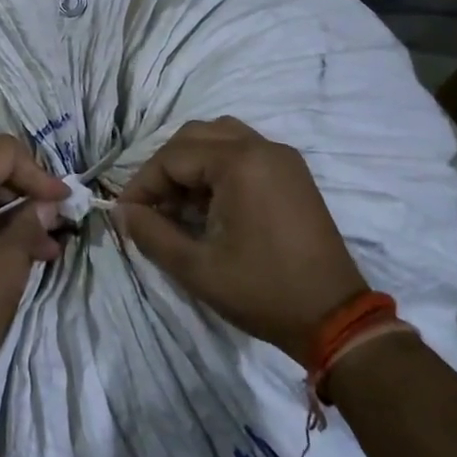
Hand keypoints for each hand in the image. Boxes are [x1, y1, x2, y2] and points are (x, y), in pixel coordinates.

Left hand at [0, 136, 70, 396]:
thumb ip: (29, 224)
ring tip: (42, 250)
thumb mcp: (7, 262)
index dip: (38, 174)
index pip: (2, 152)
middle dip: (23, 196)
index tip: (63, 201)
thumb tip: (46, 207)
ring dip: (5, 215)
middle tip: (54, 227)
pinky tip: (10, 254)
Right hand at [115, 117, 366, 357]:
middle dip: (165, 168)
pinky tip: (210, 203)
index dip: (143, 184)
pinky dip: (217, 166)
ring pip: (220, 137)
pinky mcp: (293, 173)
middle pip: (195, 137)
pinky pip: (243, 150)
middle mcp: (262, 147)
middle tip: (151, 207)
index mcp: (239, 163)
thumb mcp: (196, 268)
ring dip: (191, 162)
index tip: (127, 214)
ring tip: (179, 202)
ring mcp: (282, 158)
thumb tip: (122, 212)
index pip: (173, 157)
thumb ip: (151, 234)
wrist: (335, 319)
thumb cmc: (262, 291)